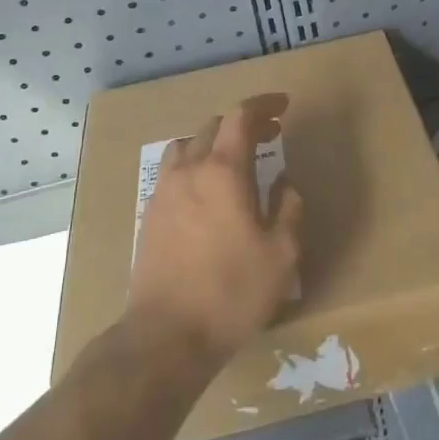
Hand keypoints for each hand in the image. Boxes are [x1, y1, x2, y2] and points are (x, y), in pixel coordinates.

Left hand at [129, 94, 303, 366]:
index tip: (283, 106)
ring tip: (234, 159)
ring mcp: (163, 191)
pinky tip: (206, 192)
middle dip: (244, 124)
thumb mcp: (281, 255)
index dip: (263, 105)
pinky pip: (173, 171)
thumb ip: (288, 210)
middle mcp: (189, 170)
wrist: (166, 335)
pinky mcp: (149, 214)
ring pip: (187, 145)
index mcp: (222, 172)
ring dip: (213, 141)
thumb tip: (284, 185)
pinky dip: (194, 165)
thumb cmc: (231, 292)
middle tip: (270, 134)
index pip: (240, 117)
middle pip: (213, 127)